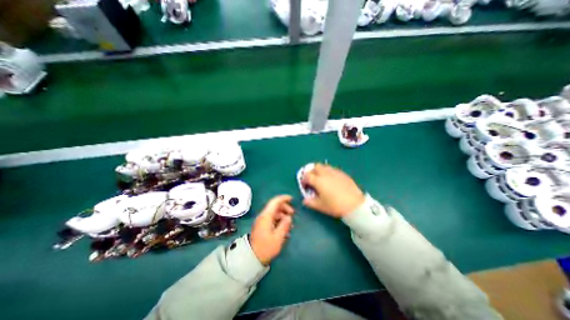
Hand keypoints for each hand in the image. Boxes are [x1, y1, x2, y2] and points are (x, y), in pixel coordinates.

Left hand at [250, 195, 293, 264]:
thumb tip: (289, 217)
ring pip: (274, 212)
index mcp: (266, 216)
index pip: (274, 202)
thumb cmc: (266, 248)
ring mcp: (262, 221)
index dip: (283, 198)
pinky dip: (279, 219)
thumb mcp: (278, 238)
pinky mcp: (262, 225)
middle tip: (293, 214)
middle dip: (285, 207)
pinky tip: (284, 227)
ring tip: (290, 223)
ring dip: (283, 214)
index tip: (292, 199)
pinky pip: (272, 218)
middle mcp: (263, 216)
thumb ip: (284, 225)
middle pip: (275, 206)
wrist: (252, 257)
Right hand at [302, 164, 364, 218]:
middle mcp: (325, 174)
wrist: (355, 205)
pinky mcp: (343, 174)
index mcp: (318, 181)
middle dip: (312, 172)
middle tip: (313, 180)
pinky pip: (333, 169)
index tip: (305, 185)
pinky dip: (329, 173)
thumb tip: (305, 200)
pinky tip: (332, 181)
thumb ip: (310, 202)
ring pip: (325, 166)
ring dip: (321, 171)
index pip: (307, 176)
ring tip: (322, 179)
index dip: (303, 180)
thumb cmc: (335, 206)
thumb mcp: (320, 206)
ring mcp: (335, 172)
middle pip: (316, 167)